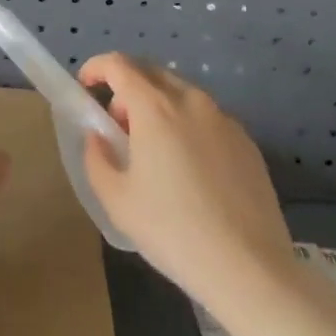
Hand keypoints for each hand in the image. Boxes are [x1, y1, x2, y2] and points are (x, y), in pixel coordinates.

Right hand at [79, 52, 294, 308]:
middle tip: (119, 127)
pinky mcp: (247, 141)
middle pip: (151, 73)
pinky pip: (207, 118)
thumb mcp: (117, 201)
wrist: (250, 270)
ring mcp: (223, 118)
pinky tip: (191, 171)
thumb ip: (97, 158)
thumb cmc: (174, 232)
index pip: (118, 64)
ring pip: (181, 94)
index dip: (96, 68)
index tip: (85, 86)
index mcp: (155, 107)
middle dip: (127, 89)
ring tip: (155, 152)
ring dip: (159, 107)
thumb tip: (98, 136)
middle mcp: (190, 100)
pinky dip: (188, 126)